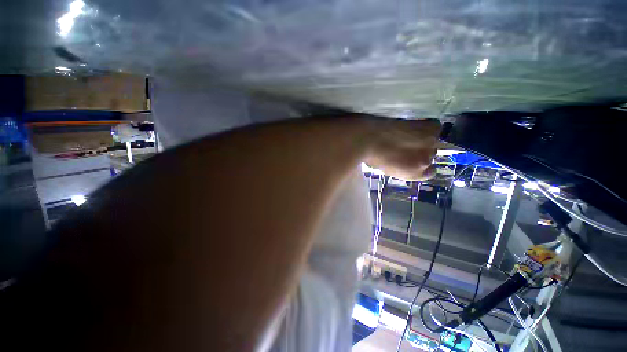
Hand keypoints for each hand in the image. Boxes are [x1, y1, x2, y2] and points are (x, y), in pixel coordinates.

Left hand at [365, 118, 440, 180]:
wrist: (367, 138)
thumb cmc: (370, 155)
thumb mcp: (386, 167)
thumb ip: (400, 167)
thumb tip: (403, 160)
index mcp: (414, 174)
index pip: (430, 172)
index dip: (421, 164)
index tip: (413, 158)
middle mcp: (426, 162)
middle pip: (431, 155)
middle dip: (420, 151)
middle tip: (406, 144)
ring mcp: (430, 145)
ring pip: (433, 141)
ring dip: (424, 138)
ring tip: (407, 134)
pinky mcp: (430, 128)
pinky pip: (435, 127)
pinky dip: (426, 126)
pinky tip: (412, 125)